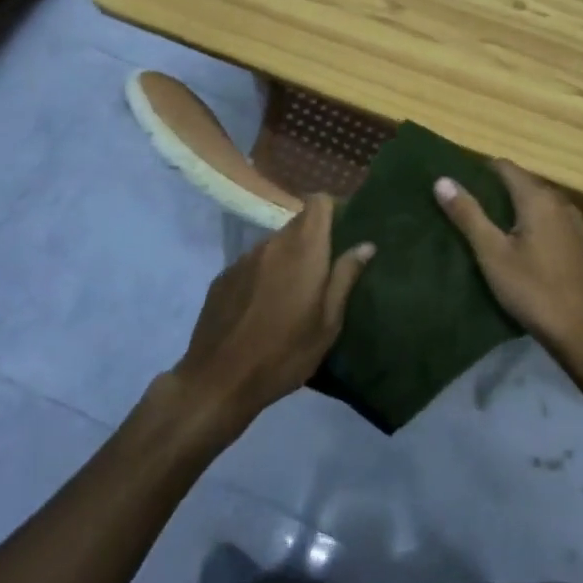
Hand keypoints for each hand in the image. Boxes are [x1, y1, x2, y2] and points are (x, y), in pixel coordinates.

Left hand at [167, 195, 373, 433]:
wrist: (217, 381)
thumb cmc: (284, 354)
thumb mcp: (327, 323)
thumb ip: (345, 277)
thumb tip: (365, 245)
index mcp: (303, 250)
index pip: (318, 202)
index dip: (332, 209)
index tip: (343, 231)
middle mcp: (273, 243)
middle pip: (298, 223)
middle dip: (314, 239)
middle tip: (324, 272)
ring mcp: (244, 258)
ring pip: (275, 244)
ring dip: (288, 258)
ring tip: (292, 294)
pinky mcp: (224, 275)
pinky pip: (253, 263)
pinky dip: (264, 274)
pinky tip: (263, 308)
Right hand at [434, 162, 582, 368]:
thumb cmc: (534, 291)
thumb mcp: (493, 254)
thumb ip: (468, 215)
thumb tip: (442, 180)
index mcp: (538, 198)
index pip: (504, 166)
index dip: (478, 171)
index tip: (457, 185)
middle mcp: (559, 201)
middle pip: (520, 182)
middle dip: (493, 190)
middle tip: (464, 207)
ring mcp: (572, 222)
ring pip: (534, 202)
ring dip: (511, 208)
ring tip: (484, 225)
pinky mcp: (578, 242)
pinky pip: (547, 219)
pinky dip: (528, 222)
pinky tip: (514, 244)